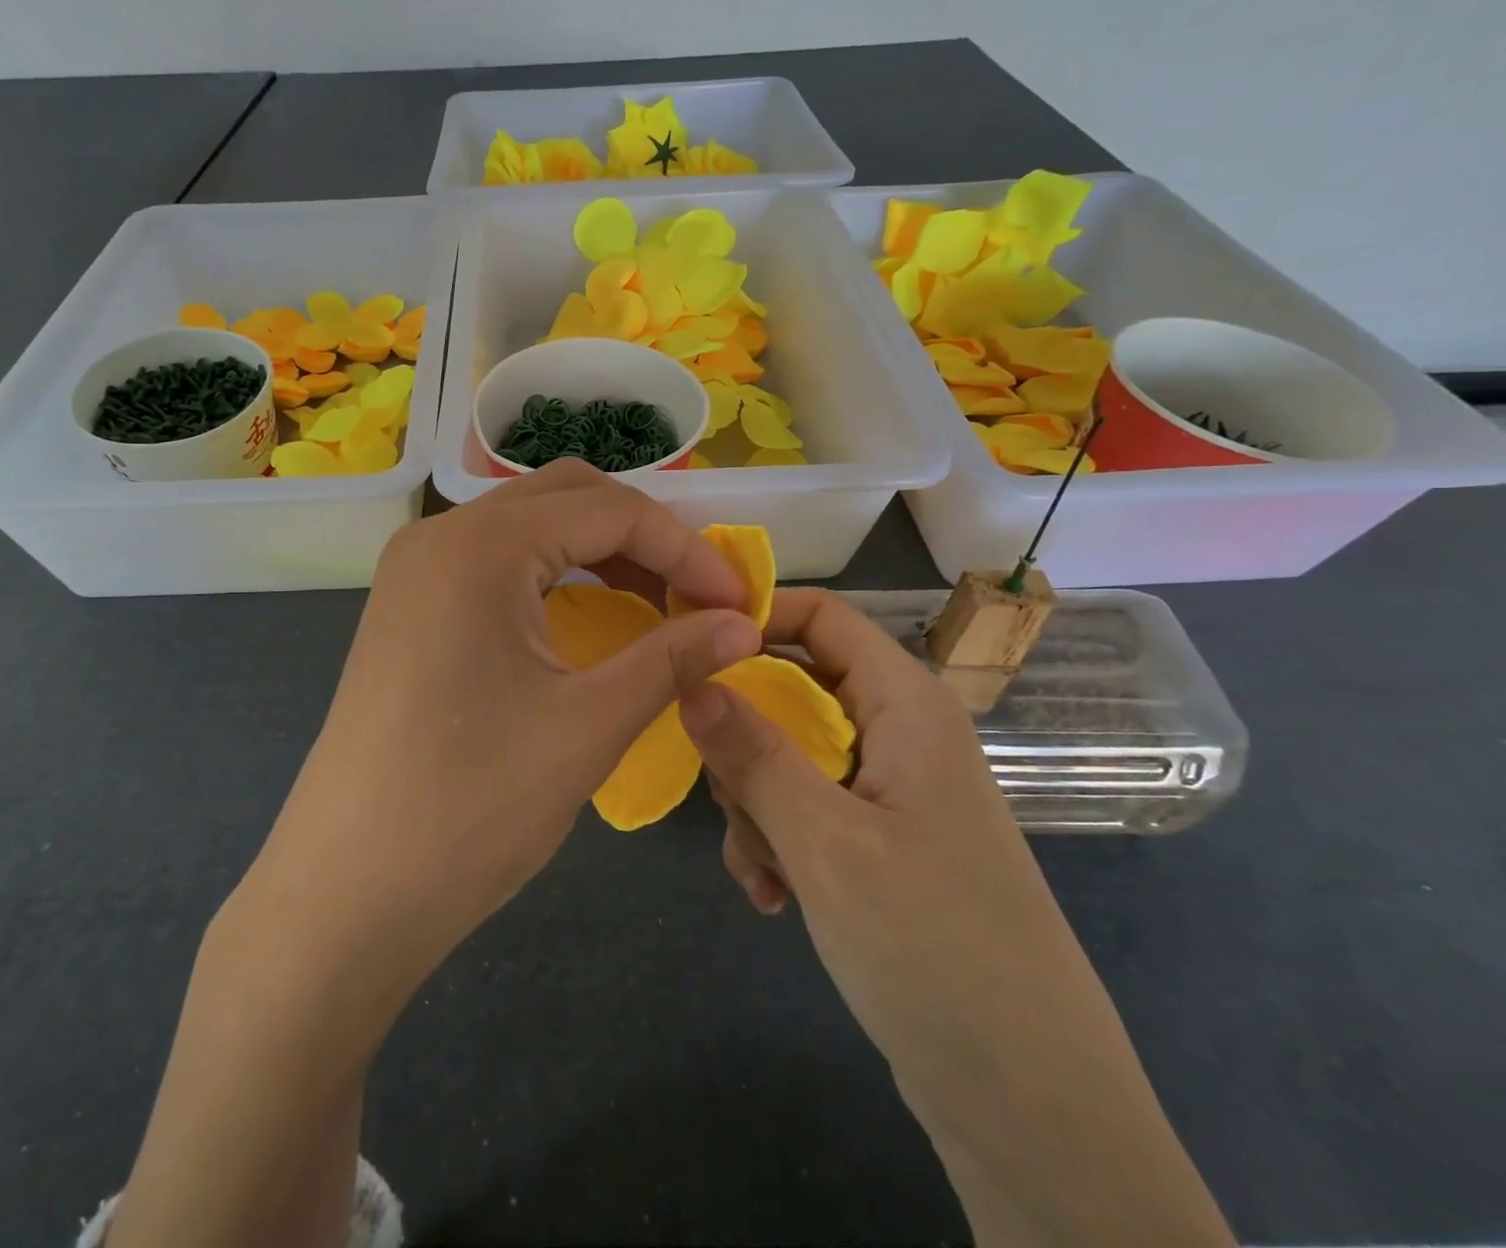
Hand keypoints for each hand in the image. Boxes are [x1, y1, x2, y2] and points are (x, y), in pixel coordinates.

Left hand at [248, 460, 761, 1013]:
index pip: (609, 509)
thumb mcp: (587, 726)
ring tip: (656, 606)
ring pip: (530, 526)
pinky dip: (555, 575)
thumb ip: (672, 659)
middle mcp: (440, 536)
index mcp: (481, 546)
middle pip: (566, 497)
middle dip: (643, 536)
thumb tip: (746, 626)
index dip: (686, 549)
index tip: (738, 602)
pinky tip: (589, 619)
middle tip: (697, 595)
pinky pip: (497, 563)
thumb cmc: (470, 807)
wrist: (347, 892)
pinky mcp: (409, 607)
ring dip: (599, 551)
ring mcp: (417, 570)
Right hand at [683, 586, 1075, 1066]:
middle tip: (728, 795)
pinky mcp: (882, 842)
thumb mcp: (825, 842)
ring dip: (756, 804)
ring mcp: (892, 790)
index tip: (690, 653)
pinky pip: (806, 808)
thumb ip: (753, 752)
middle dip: (745, 739)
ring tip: (762, 871)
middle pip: (794, 690)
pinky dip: (778, 840)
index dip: (756, 620)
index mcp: (906, 705)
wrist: (1027, 1102)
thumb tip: (691, 679)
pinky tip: (772, 897)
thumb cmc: (932, 947)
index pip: (823, 616)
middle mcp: (900, 733)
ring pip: (790, 754)